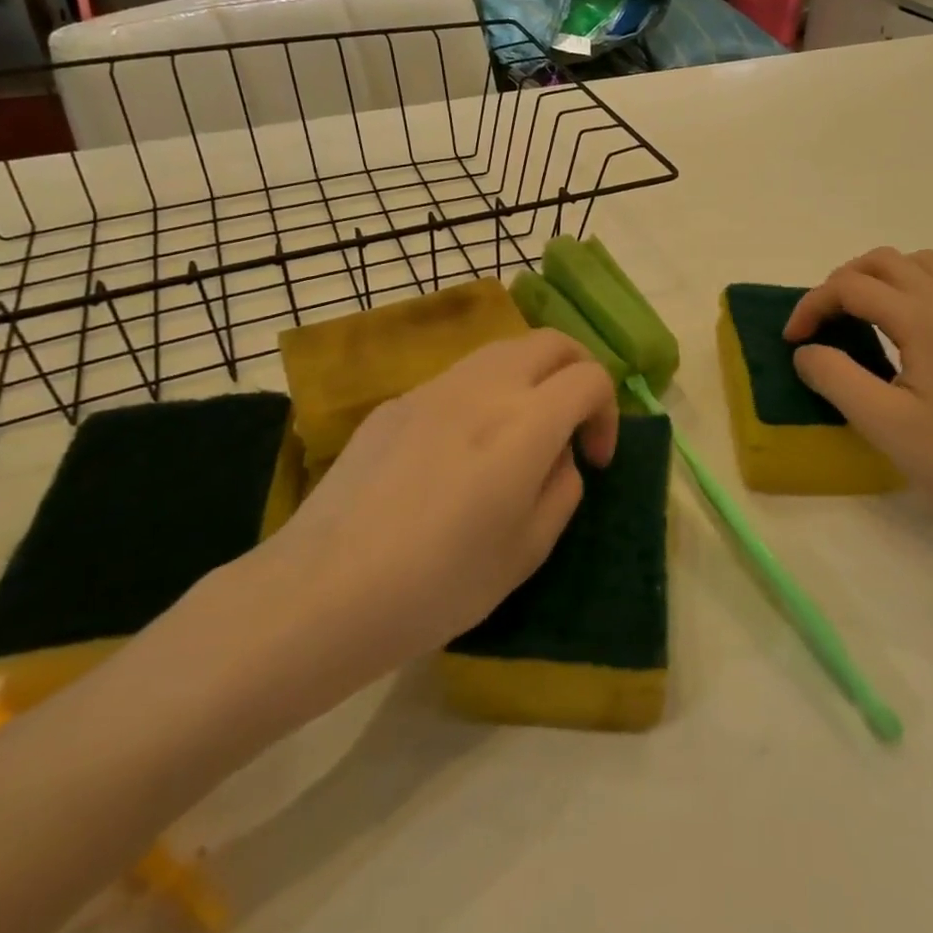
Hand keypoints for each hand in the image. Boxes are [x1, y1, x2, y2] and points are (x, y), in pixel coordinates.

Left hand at [219, 331, 617, 716]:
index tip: (594, 458)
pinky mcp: (396, 402)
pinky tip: (462, 450)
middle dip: (578, 371)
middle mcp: (484, 387)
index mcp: (525, 422)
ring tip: (522, 429)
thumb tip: (559, 456)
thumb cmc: (438, 583)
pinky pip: (459, 378)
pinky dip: (485, 393)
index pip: (590, 378)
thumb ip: (562, 489)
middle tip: (574, 421)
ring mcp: (434, 388)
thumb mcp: (527, 551)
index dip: (608, 413)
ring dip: (531, 376)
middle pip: (551, 342)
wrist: (324, 591)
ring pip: (503, 349)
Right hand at [785, 247, 932, 525]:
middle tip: (819, 324)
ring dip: (875, 278)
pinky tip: (894, 330)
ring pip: (915, 264)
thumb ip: (835, 377)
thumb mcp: (881, 422)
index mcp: (924, 320)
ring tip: (853, 316)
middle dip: (840, 283)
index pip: (852, 287)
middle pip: (883, 261)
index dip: (812, 306)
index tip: (792, 341)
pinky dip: (904, 289)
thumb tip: (806, 351)